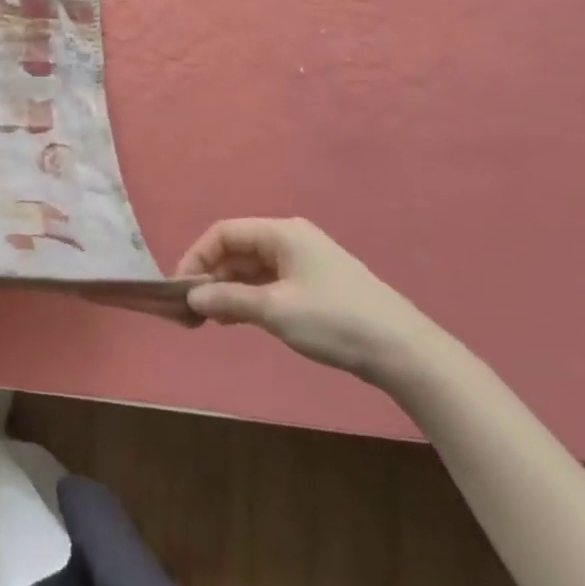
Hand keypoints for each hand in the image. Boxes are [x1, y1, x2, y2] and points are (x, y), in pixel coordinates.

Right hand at [174, 218, 439, 382]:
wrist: (403, 352)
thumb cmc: (335, 320)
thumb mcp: (275, 310)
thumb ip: (228, 299)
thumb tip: (191, 297)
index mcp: (282, 233)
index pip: (223, 234)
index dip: (196, 258)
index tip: (180, 289)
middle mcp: (291, 240)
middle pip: (236, 250)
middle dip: (210, 276)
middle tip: (191, 310)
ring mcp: (305, 263)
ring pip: (251, 269)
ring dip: (227, 290)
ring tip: (209, 320)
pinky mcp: (315, 286)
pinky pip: (268, 284)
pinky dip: (247, 298)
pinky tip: (236, 320)